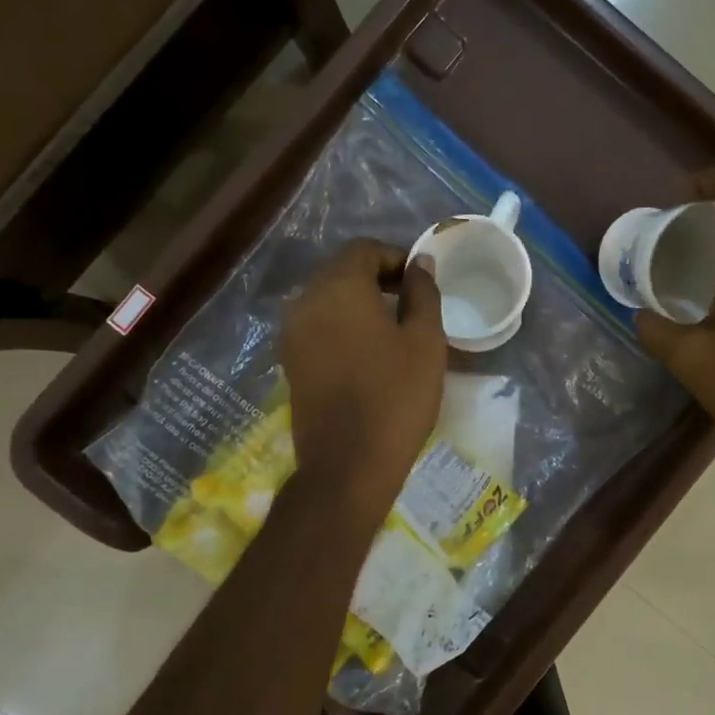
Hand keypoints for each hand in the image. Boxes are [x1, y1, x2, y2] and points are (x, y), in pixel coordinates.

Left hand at [281, 239, 445, 522]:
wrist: (347, 465)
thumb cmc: (395, 398)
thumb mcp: (425, 342)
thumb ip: (422, 293)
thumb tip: (420, 263)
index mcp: (338, 288)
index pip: (364, 249)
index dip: (396, 257)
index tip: (421, 281)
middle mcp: (305, 301)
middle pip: (341, 271)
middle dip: (376, 277)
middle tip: (411, 302)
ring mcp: (292, 333)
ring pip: (327, 299)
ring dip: (358, 302)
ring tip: (392, 328)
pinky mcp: (290, 362)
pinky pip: (317, 326)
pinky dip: (342, 325)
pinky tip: (368, 351)